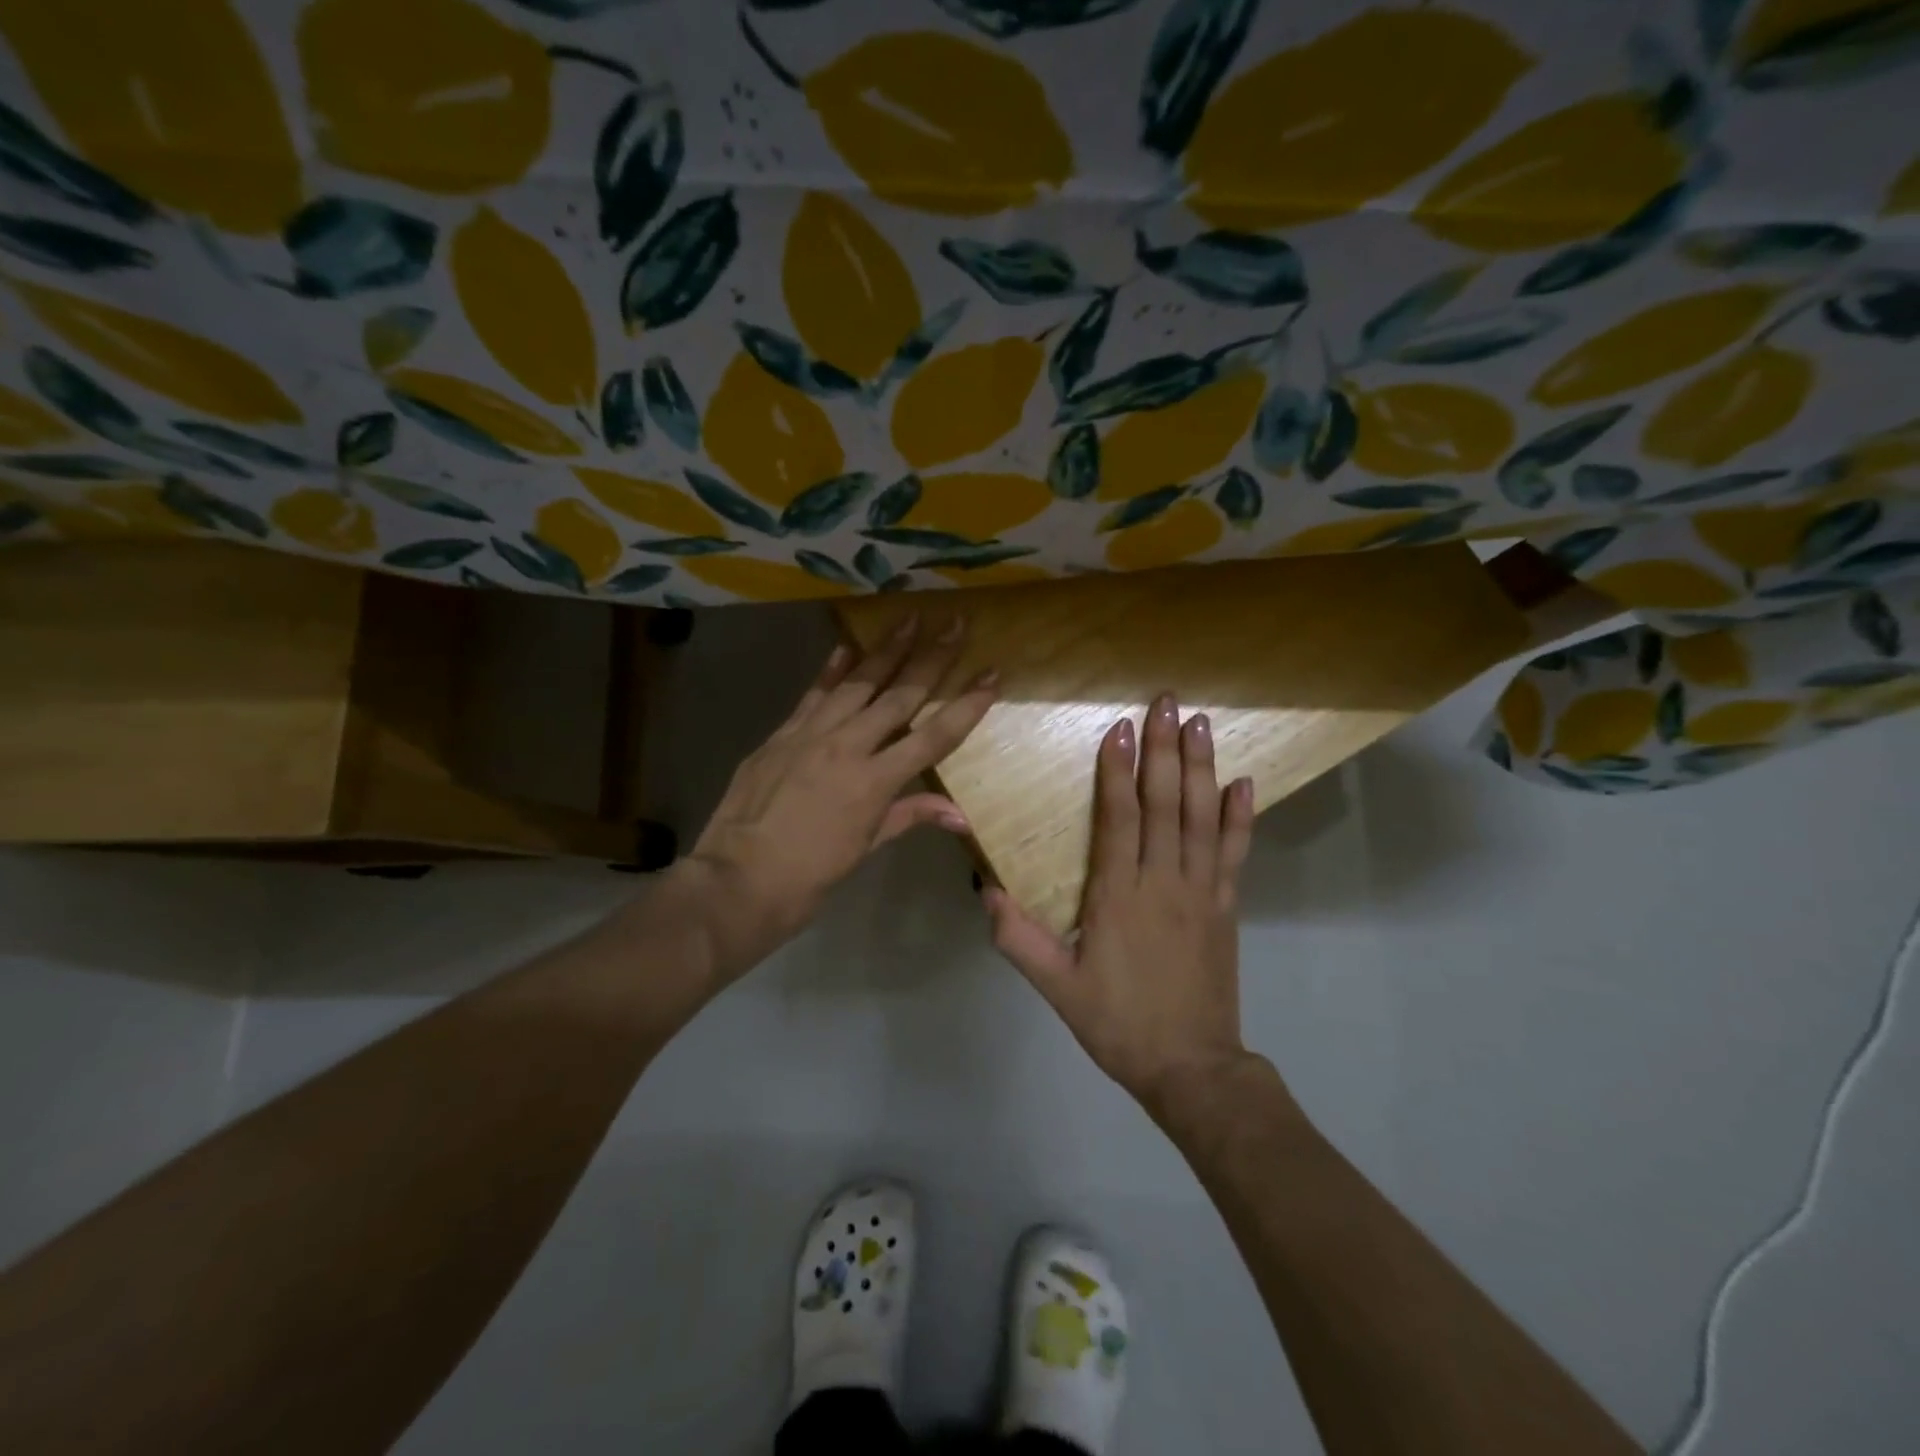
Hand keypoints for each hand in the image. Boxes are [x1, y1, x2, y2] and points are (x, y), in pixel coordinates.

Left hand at [676, 614, 995, 978]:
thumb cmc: (809, 876)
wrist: (737, 879)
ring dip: (886, 650)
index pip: (934, 736)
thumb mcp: (865, 848)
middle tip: (955, 623)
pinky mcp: (781, 734)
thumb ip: (909, 816)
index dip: (967, 705)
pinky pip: (812, 695)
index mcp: (874, 782)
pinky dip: (831, 670)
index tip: (991, 675)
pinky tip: (846, 647)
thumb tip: (960, 815)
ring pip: (857, 684)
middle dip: (932, 658)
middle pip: (899, 696)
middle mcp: (847, 747)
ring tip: (908, 620)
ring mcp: (810, 735)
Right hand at [982, 693, 1257, 1113]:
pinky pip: (1235, 854)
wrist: (1192, 1068)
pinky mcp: (1226, 908)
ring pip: (1202, 819)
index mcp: (1119, 897)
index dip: (1118, 772)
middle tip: (1166, 703)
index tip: (1119, 728)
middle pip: (1166, 805)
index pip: (1119, 820)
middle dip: (1164, 751)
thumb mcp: (1057, 988)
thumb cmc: (1118, 1024)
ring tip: (1200, 724)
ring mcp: (1202, 893)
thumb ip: (1018, 939)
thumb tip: (985, 888)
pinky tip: (1244, 783)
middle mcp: (1164, 883)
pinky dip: (1240, 817)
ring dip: (1201, 768)